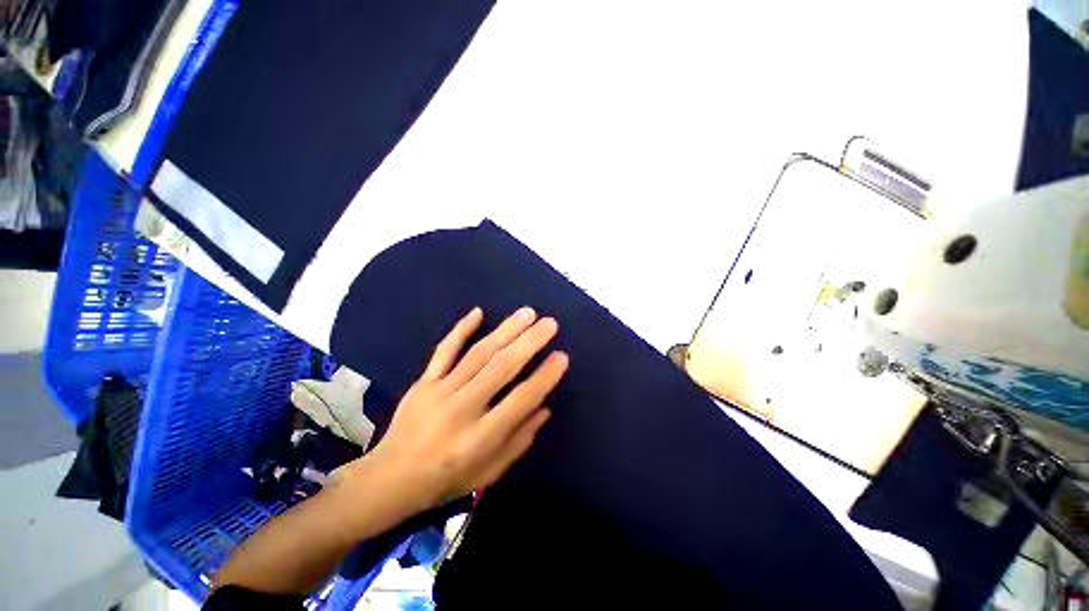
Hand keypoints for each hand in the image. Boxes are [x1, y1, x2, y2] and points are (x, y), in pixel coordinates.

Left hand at [342, 306, 567, 518]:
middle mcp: (462, 410)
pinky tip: (478, 312)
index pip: (520, 400)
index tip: (561, 357)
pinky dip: (461, 329)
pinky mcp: (423, 382)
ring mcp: (439, 391)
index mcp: (480, 439)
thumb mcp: (489, 472)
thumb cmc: (446, 480)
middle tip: (550, 324)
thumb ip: (519, 440)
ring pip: (478, 354)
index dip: (544, 378)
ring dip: (505, 330)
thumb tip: (544, 408)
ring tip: (527, 313)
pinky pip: (444, 350)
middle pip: (501, 368)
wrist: (389, 479)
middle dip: (529, 342)